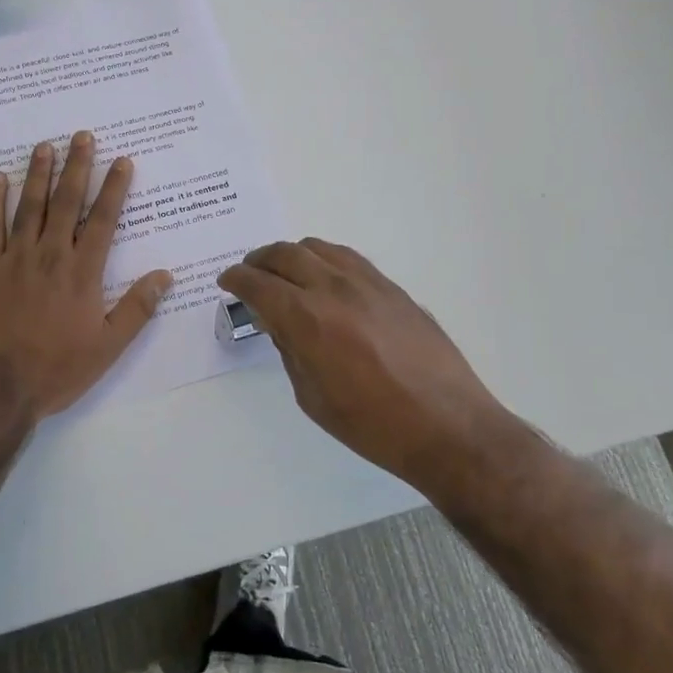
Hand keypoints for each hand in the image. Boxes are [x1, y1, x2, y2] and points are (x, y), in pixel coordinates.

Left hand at [0, 131, 172, 420]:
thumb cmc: (56, 369)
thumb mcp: (108, 347)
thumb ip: (137, 308)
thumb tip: (164, 275)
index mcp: (82, 272)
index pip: (104, 220)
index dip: (114, 188)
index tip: (121, 160)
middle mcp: (50, 255)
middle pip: (66, 202)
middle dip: (77, 167)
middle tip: (82, 136)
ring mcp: (14, 258)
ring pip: (29, 206)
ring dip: (38, 173)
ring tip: (45, 146)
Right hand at [219, 239, 512, 485]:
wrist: (446, 424)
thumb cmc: (371, 424)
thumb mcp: (312, 396)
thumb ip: (289, 350)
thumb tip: (278, 323)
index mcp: (306, 319)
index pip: (258, 284)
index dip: (236, 279)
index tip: (226, 282)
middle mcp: (333, 288)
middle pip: (285, 254)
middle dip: (259, 261)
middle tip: (249, 274)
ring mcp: (367, 283)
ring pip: (318, 248)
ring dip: (291, 254)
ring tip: (284, 272)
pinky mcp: (392, 287)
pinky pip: (348, 258)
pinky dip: (324, 259)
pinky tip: (324, 278)